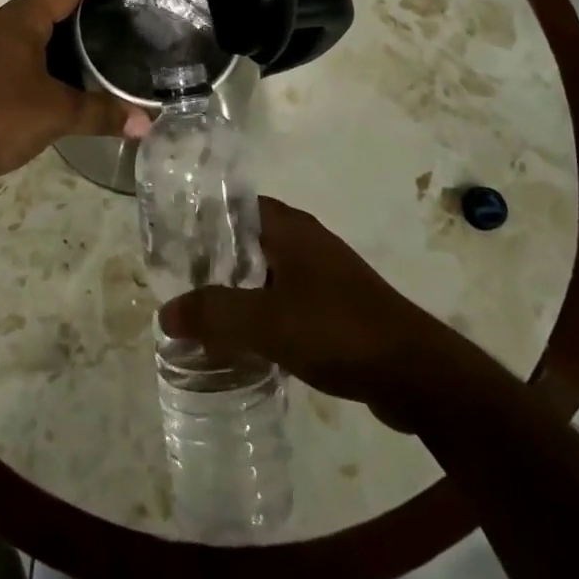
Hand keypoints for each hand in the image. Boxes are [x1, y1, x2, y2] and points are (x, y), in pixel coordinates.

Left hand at [0, 0, 150, 190]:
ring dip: (52, 21)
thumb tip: (147, 123)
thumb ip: (100, 113)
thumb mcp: (55, 114)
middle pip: (42, 0)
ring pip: (26, 25)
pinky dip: (38, 47)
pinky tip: (51, 65)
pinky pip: (14, 47)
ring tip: (82, 21)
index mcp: (20, 21)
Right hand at [159, 197, 473, 428]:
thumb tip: (165, 312)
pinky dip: (262, 314)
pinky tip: (245, 344)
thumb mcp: (266, 322)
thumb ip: (214, 314)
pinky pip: (285, 301)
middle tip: (179, 286)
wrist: (413, 372)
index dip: (202, 220)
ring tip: (203, 318)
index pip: (234, 206)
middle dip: (214, 262)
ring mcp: (323, 274)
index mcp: (289, 228)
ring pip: (266, 274)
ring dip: (237, 292)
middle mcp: (305, 241)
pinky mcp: (334, 306)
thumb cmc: (336, 329)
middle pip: (247, 241)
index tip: (171, 244)